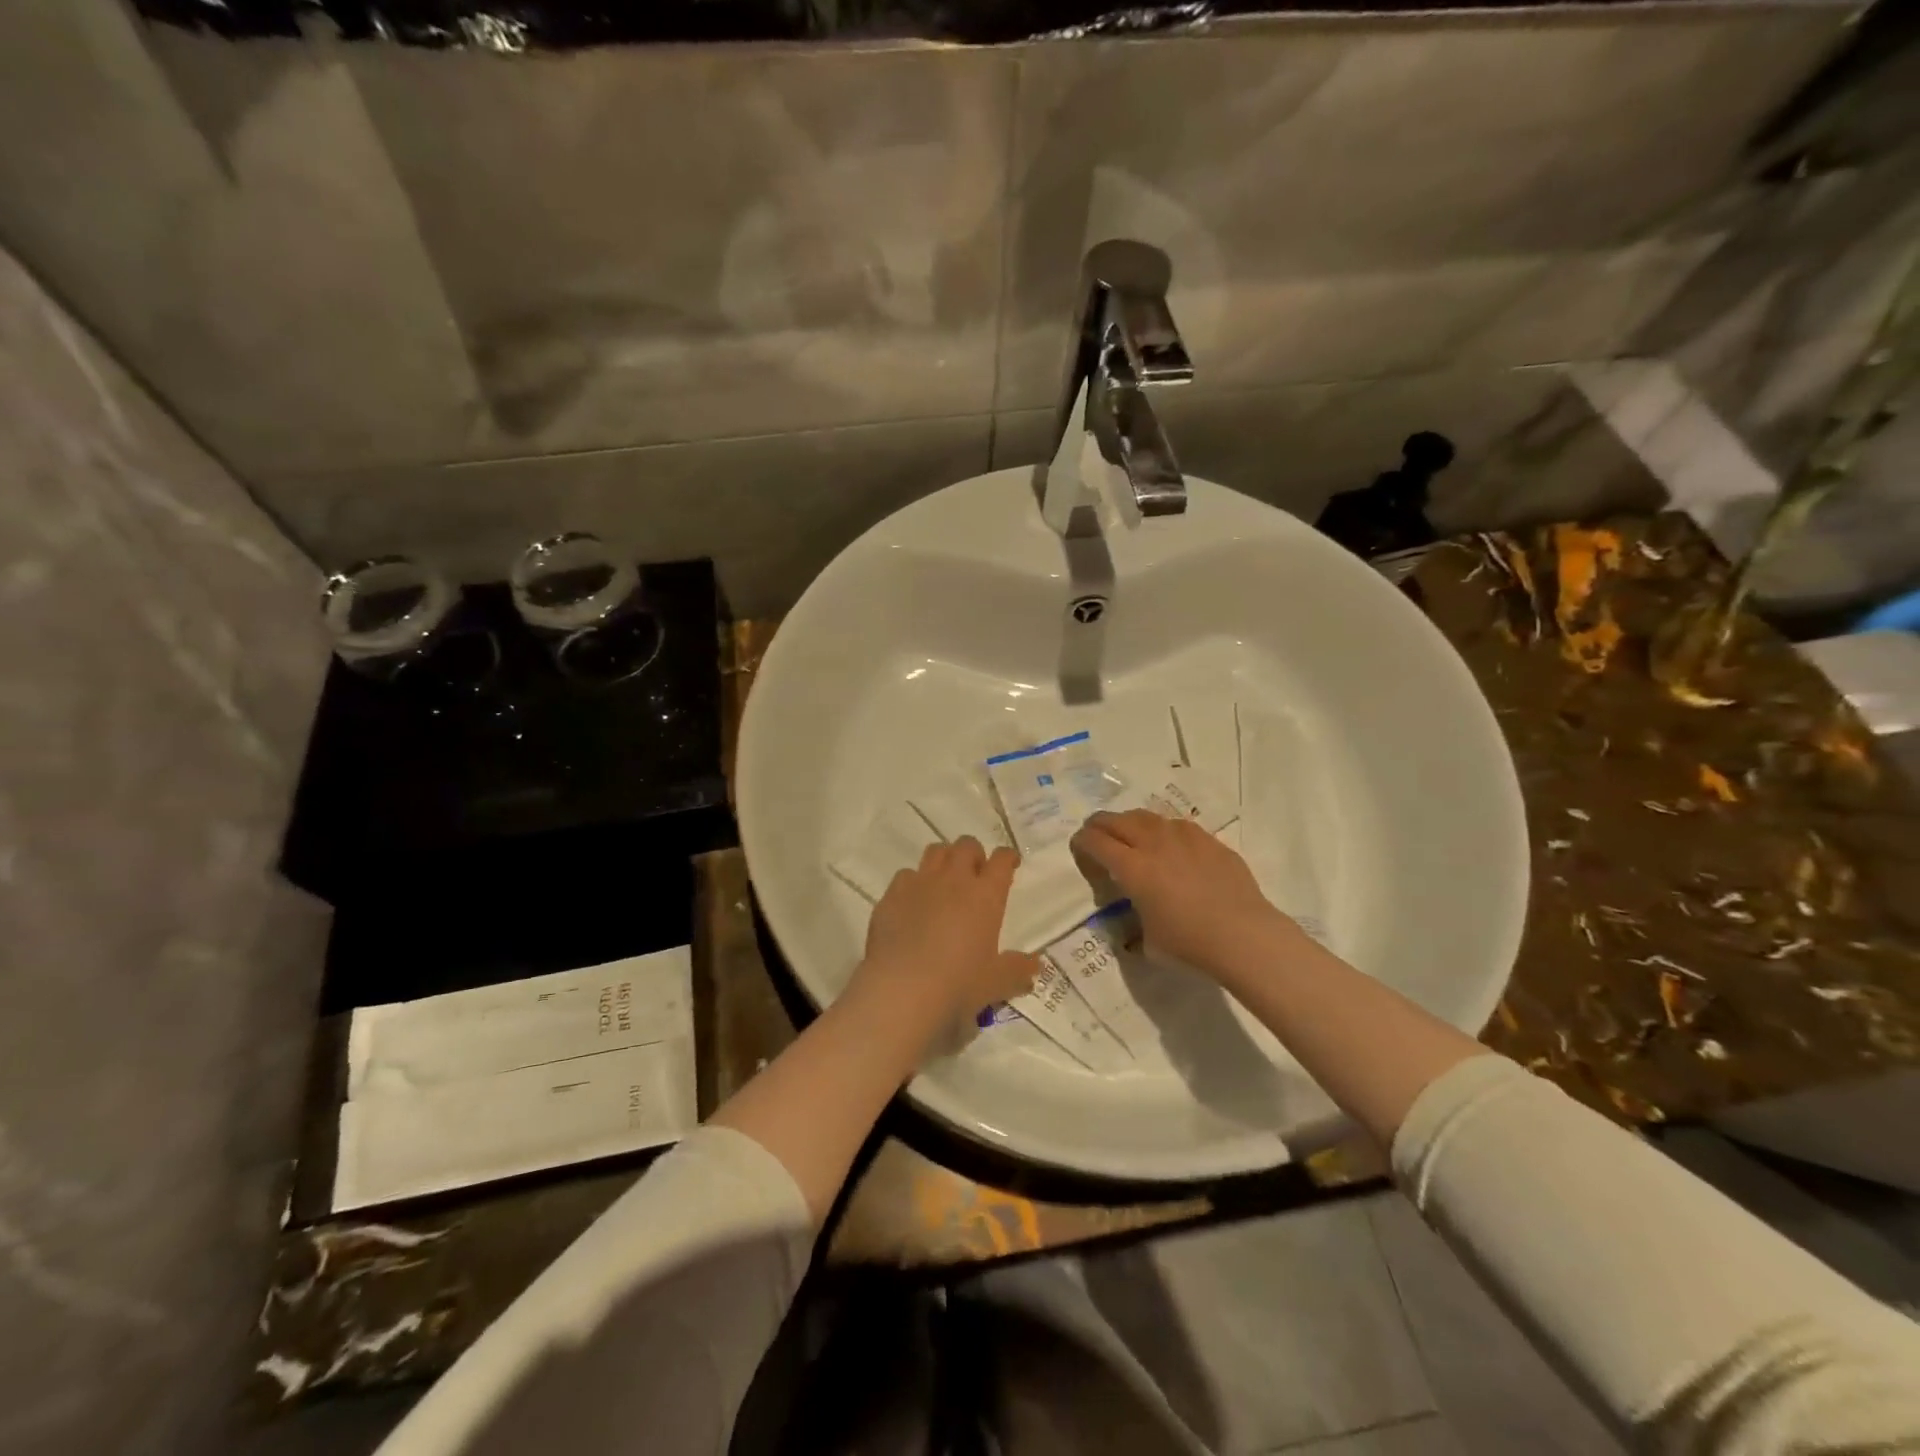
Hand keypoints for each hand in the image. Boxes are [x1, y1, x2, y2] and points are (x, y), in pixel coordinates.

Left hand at [851, 837, 1040, 1026]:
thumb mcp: (997, 983)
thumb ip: (1018, 970)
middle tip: (975, 874)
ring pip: (935, 851)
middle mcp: (953, 880)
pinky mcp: (892, 895)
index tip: (1010, 864)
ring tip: (945, 881)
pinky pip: (905, 875)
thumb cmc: (958, 984)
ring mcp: (920, 883)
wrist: (901, 989)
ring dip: (944, 860)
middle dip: (974, 854)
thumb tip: (1035, 964)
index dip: (1008, 857)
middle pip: (966, 845)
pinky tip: (913, 903)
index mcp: (985, 895)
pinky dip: (913, 883)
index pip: (1002, 860)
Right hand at [1072, 809, 1298, 978]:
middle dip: (1100, 825)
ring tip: (1131, 834)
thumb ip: (1135, 922)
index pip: (1096, 842)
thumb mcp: (1148, 942)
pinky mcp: (1209, 841)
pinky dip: (1164, 831)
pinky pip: (1177, 826)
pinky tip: (1170, 844)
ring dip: (1131, 823)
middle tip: (1096, 834)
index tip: (1079, 847)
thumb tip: (1136, 919)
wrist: (1244, 936)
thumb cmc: (1189, 945)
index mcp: (1132, 868)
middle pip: (1117, 820)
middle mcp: (1153, 844)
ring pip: (1147, 816)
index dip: (1082, 842)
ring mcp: (1184, 837)